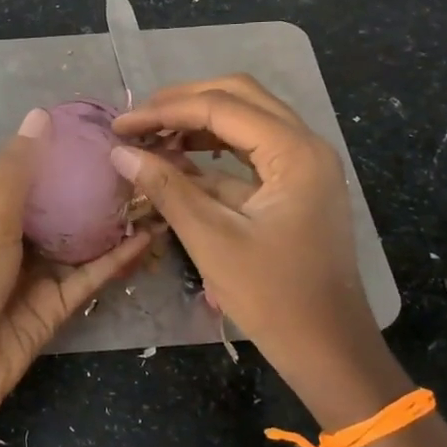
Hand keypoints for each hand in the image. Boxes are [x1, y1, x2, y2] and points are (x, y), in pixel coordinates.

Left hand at [0, 108, 153, 446]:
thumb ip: (17, 174)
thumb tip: (40, 114)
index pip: (29, 178)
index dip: (61, 156)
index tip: (102, 132)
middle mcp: (14, 243)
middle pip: (60, 211)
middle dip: (94, 190)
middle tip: (141, 162)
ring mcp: (36, 277)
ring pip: (81, 243)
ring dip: (112, 222)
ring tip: (154, 193)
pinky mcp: (56, 309)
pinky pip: (89, 277)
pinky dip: (115, 259)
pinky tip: (147, 236)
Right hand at [111, 75, 405, 425]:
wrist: (328, 348)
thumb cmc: (273, 297)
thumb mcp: (211, 240)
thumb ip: (166, 188)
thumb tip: (120, 152)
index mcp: (294, 152)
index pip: (221, 107)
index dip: (164, 111)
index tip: (119, 126)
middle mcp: (305, 145)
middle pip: (239, 97)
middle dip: (183, 103)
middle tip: (137, 121)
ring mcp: (303, 166)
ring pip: (245, 121)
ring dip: (197, 124)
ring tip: (151, 138)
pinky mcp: (295, 187)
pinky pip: (249, 153)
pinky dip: (212, 153)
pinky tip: (176, 163)